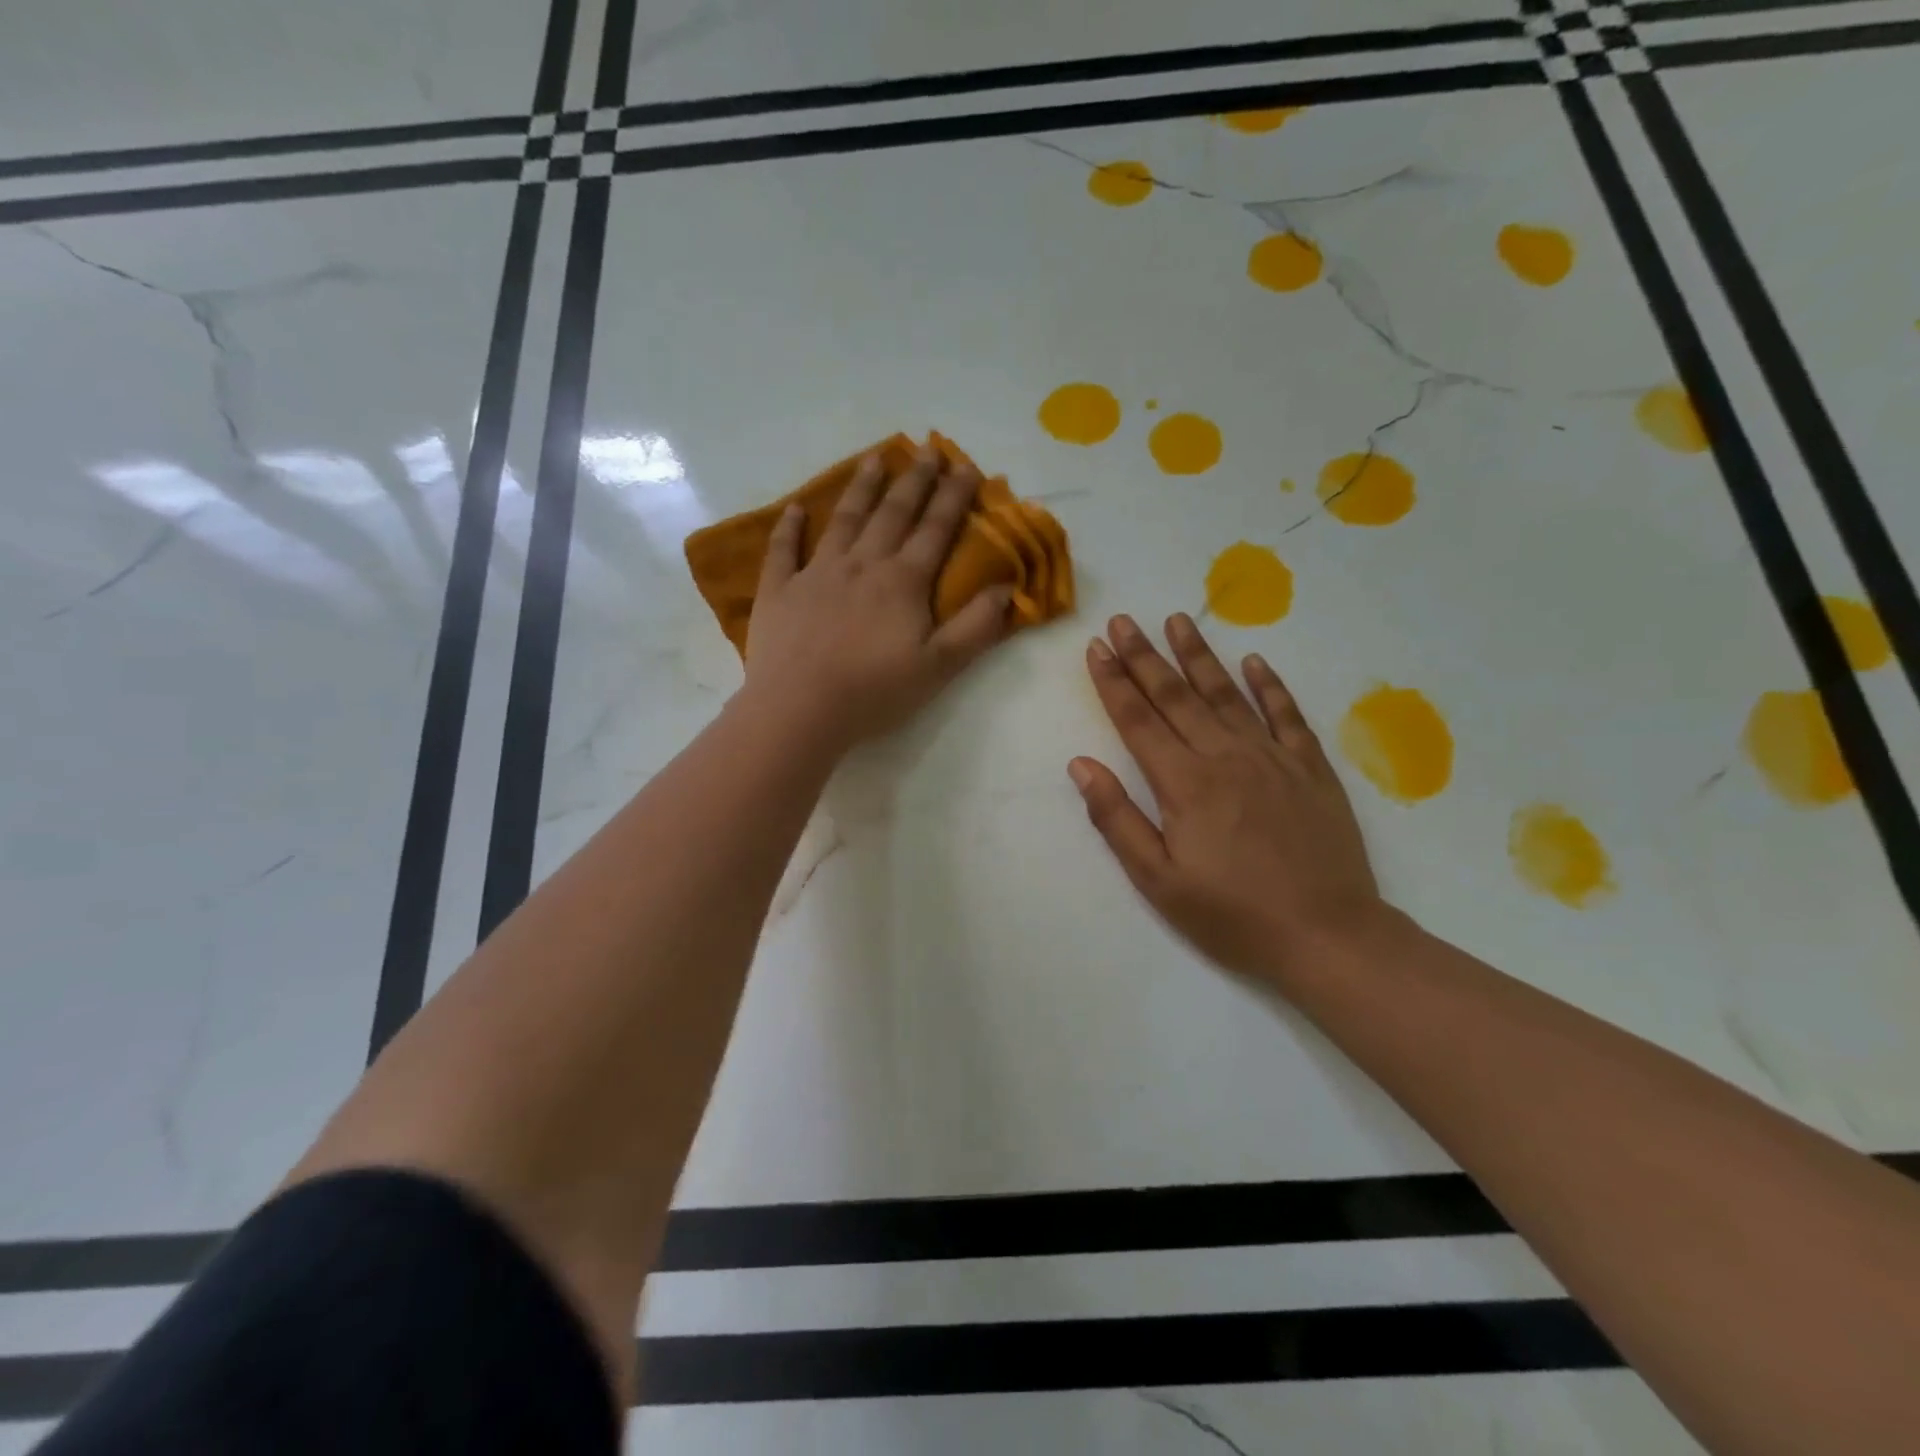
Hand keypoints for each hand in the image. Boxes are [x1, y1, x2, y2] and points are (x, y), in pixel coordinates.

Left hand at [743, 448, 1011, 751]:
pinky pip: (784, 550)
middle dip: (914, 481)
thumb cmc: (875, 691)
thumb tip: (1008, 588)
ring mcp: (816, 573)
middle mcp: (862, 564)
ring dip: (861, 488)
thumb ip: (976, 626)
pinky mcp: (779, 590)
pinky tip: (796, 508)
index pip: (935, 530)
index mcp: (902, 581)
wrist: (800, 709)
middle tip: (928, 449)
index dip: (954, 497)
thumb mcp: (939, 666)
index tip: (967, 466)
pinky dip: (790, 527)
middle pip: (893, 513)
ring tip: (874, 459)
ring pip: (843, 520)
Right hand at [1069, 613, 1384, 986]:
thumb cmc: (1232, 915)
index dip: (1114, 682)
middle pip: (1177, 696)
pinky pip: (1288, 715)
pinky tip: (1255, 661)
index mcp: (1184, 784)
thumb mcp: (1158, 881)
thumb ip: (1117, 818)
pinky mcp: (1311, 769)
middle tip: (1124, 619)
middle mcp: (1226, 757)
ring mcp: (1273, 758)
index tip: (1096, 647)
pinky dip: (1270, 685)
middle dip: (1145, 656)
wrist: (1328, 936)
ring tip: (1177, 620)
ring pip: (1228, 694)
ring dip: (1199, 655)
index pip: (1139, 720)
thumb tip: (1082, 765)